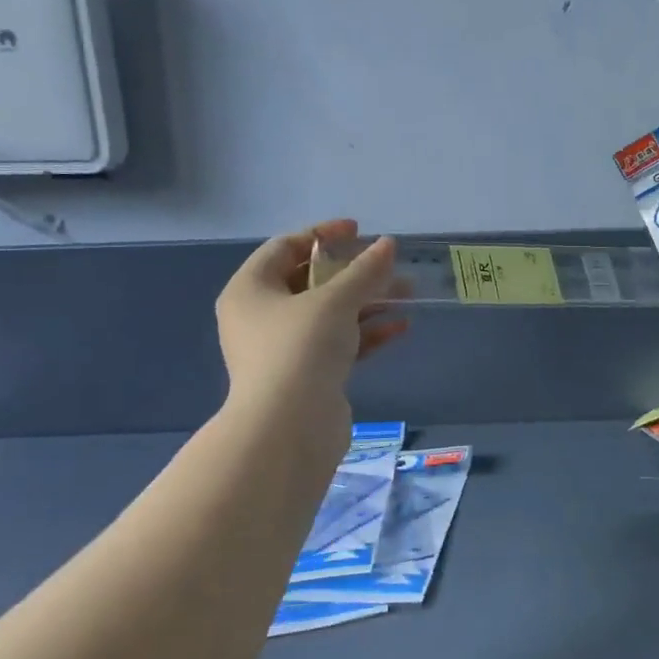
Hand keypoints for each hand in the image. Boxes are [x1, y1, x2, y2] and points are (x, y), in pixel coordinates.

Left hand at [214, 220, 408, 466]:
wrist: (289, 428)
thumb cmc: (300, 349)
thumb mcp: (335, 301)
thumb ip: (364, 270)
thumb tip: (388, 245)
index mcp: (251, 289)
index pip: (286, 247)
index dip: (323, 234)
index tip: (359, 231)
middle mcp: (261, 316)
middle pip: (311, 281)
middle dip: (354, 272)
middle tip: (389, 265)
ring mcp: (283, 349)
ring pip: (330, 314)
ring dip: (368, 302)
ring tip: (407, 293)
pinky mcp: (307, 376)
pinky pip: (338, 344)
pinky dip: (366, 333)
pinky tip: (400, 327)